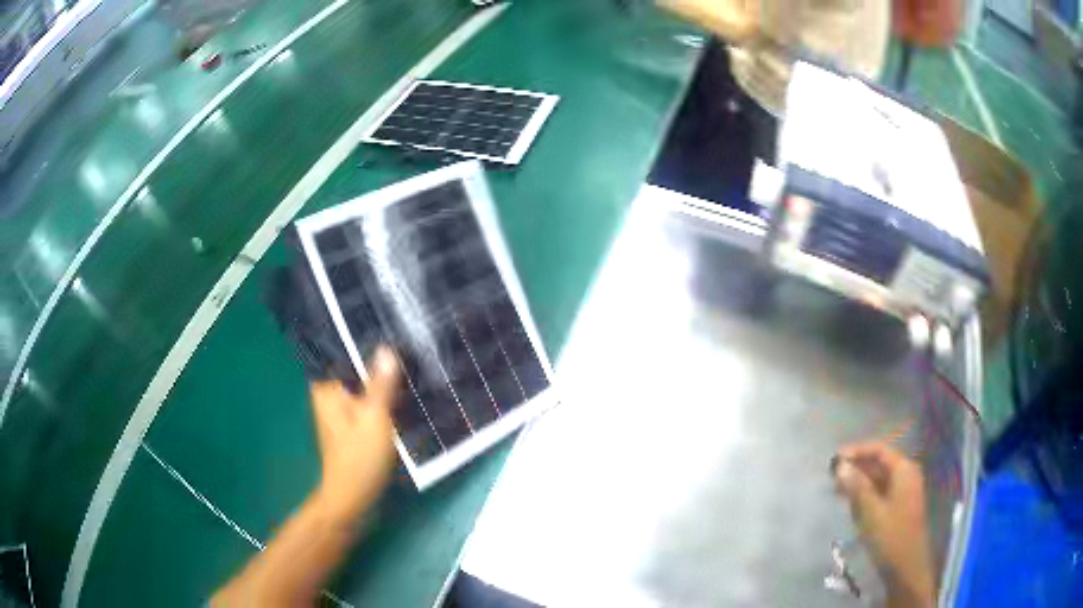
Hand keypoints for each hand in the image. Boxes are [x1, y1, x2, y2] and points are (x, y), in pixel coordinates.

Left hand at [311, 346, 401, 521]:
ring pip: (364, 384)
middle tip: (408, 340)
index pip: (342, 350)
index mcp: (327, 387)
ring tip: (410, 359)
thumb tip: (387, 348)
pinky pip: (369, 400)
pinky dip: (383, 395)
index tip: (390, 326)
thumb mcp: (374, 417)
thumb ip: (381, 383)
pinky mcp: (354, 423)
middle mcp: (330, 394)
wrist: (354, 497)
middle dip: (377, 358)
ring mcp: (342, 410)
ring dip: (383, 378)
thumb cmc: (359, 457)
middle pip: (354, 367)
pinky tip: (404, 390)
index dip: (364, 338)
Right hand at [833, 441, 935, 607]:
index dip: (857, 451)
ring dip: (858, 482)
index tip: (834, 458)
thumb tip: (841, 465)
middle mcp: (906, 475)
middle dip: (856, 467)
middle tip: (831, 475)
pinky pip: (880, 492)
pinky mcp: (898, 507)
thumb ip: (857, 487)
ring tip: (836, 488)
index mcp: (904, 470)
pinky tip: (850, 502)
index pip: (879, 450)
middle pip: (879, 463)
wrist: (906, 567)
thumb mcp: (871, 512)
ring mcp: (903, 492)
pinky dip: (865, 494)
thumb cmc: (890, 536)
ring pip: (878, 479)